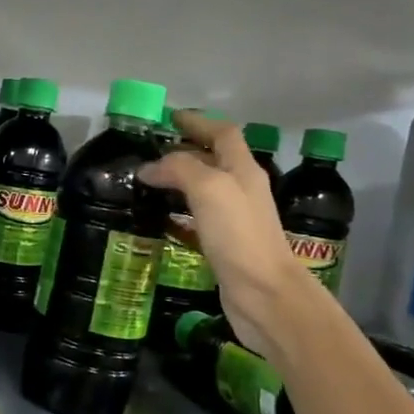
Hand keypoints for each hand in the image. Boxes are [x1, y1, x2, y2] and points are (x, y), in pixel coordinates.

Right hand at [140, 109, 317, 351]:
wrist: (265, 295)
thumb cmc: (240, 235)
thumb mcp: (209, 189)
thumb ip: (179, 169)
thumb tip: (149, 168)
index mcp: (243, 170)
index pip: (222, 134)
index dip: (198, 123)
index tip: (169, 119)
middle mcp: (241, 190)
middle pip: (212, 160)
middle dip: (183, 152)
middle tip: (149, 152)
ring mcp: (234, 220)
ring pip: (203, 191)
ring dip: (178, 183)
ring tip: (147, 183)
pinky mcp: (224, 246)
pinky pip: (197, 221)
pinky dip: (177, 216)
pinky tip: (159, 221)